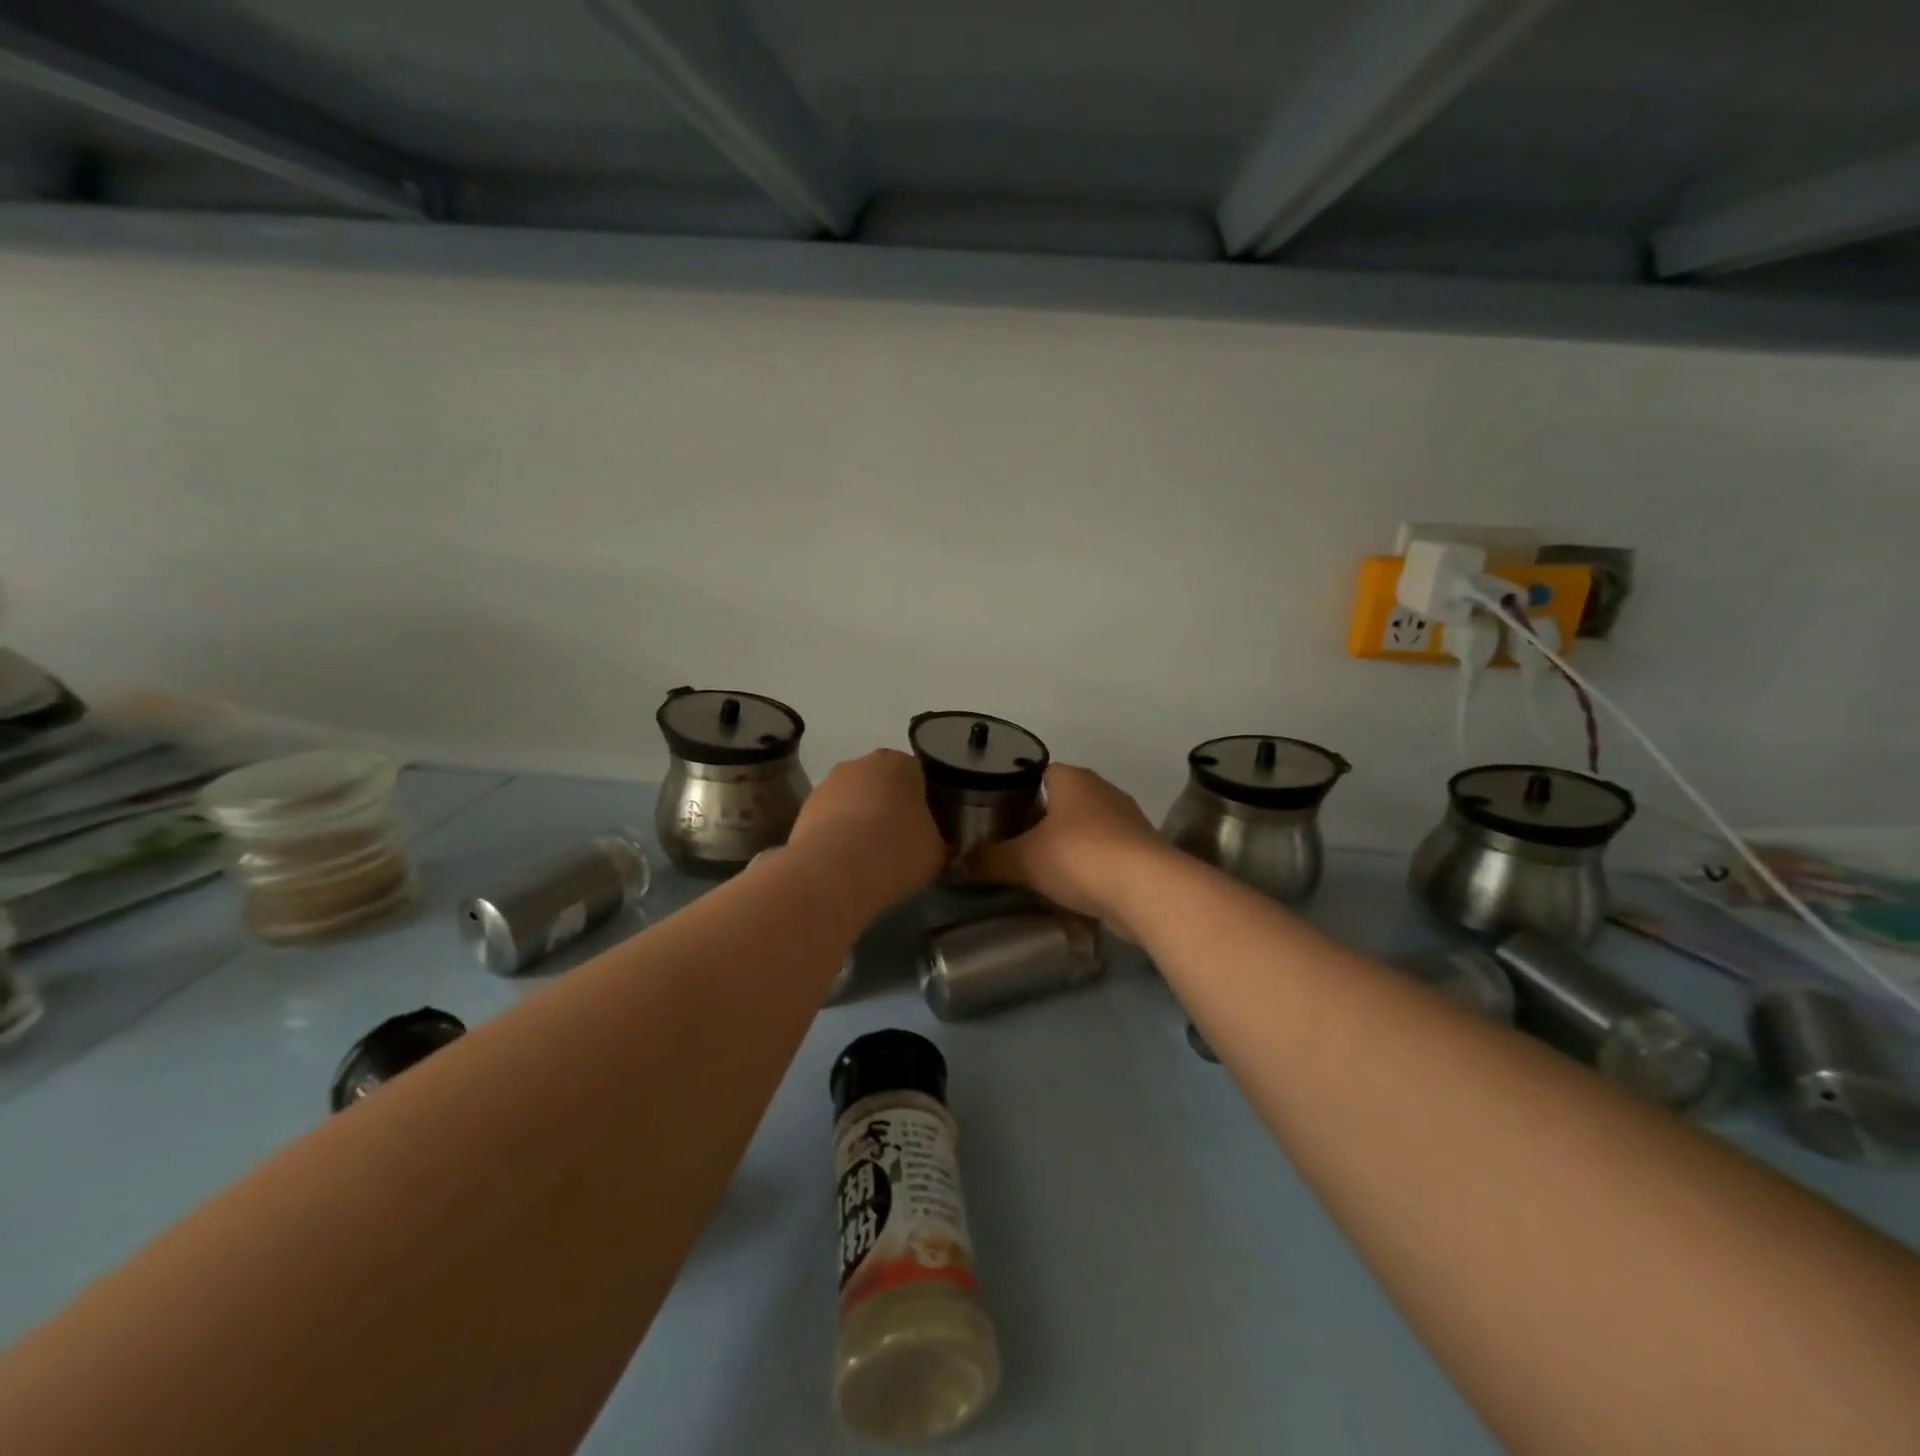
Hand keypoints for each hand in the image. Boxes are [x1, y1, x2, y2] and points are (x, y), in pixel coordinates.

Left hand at [786, 749, 945, 907]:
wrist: (834, 872)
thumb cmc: (897, 851)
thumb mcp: (937, 851)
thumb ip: (938, 839)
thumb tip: (933, 843)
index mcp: (900, 763)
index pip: (919, 777)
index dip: (925, 804)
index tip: (926, 830)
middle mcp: (861, 763)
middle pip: (882, 785)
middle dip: (888, 808)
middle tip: (898, 843)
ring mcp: (827, 784)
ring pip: (852, 801)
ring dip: (859, 822)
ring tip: (869, 859)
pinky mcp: (803, 810)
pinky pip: (830, 821)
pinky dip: (837, 837)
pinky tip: (845, 864)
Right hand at [970, 765, 1167, 935]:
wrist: (1146, 890)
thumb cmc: (1079, 857)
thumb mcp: (1023, 859)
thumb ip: (989, 859)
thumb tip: (960, 862)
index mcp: (1072, 778)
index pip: (1035, 772)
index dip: (1013, 790)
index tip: (993, 813)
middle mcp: (1102, 790)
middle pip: (1060, 800)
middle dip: (1037, 821)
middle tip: (1009, 844)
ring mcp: (1126, 820)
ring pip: (1083, 828)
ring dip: (1064, 846)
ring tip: (1037, 868)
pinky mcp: (1141, 851)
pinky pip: (1104, 854)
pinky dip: (1087, 867)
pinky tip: (1071, 889)